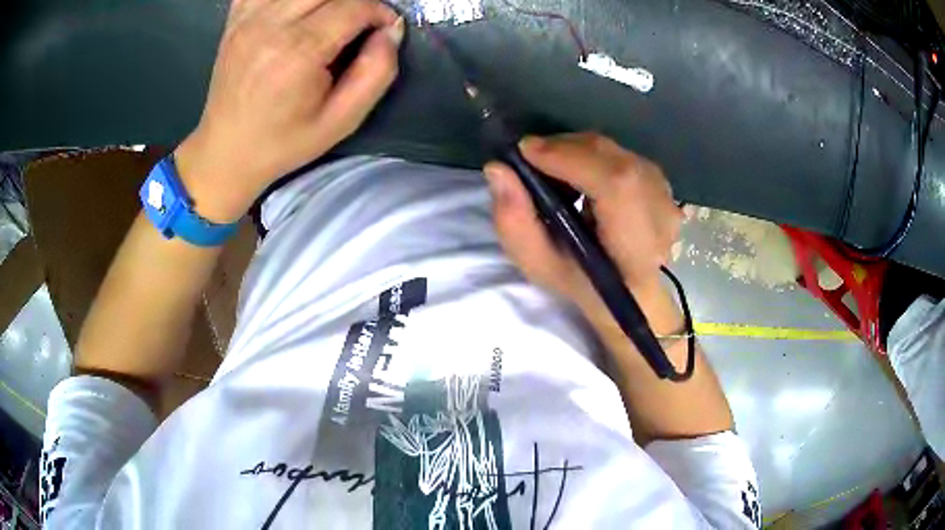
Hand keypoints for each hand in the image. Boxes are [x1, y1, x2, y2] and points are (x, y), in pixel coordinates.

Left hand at [175, 0, 404, 221]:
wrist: (226, 152)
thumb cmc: (284, 142)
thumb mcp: (342, 121)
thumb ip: (376, 73)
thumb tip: (391, 31)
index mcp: (298, 53)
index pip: (354, 6)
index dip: (379, 12)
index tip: (384, 27)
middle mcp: (270, 26)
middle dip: (354, 0)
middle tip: (358, 21)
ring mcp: (247, 19)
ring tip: (330, 17)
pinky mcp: (235, 19)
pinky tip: (295, 10)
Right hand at [483, 133, 682, 323]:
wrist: (630, 291)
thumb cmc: (583, 283)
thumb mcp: (540, 265)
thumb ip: (515, 222)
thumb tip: (497, 168)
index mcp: (635, 251)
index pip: (616, 187)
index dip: (571, 159)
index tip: (527, 152)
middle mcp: (661, 219)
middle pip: (616, 161)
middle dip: (567, 149)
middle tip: (534, 158)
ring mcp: (668, 199)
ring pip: (618, 152)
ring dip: (579, 150)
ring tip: (555, 169)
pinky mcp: (665, 186)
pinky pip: (624, 154)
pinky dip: (595, 154)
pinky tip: (581, 172)